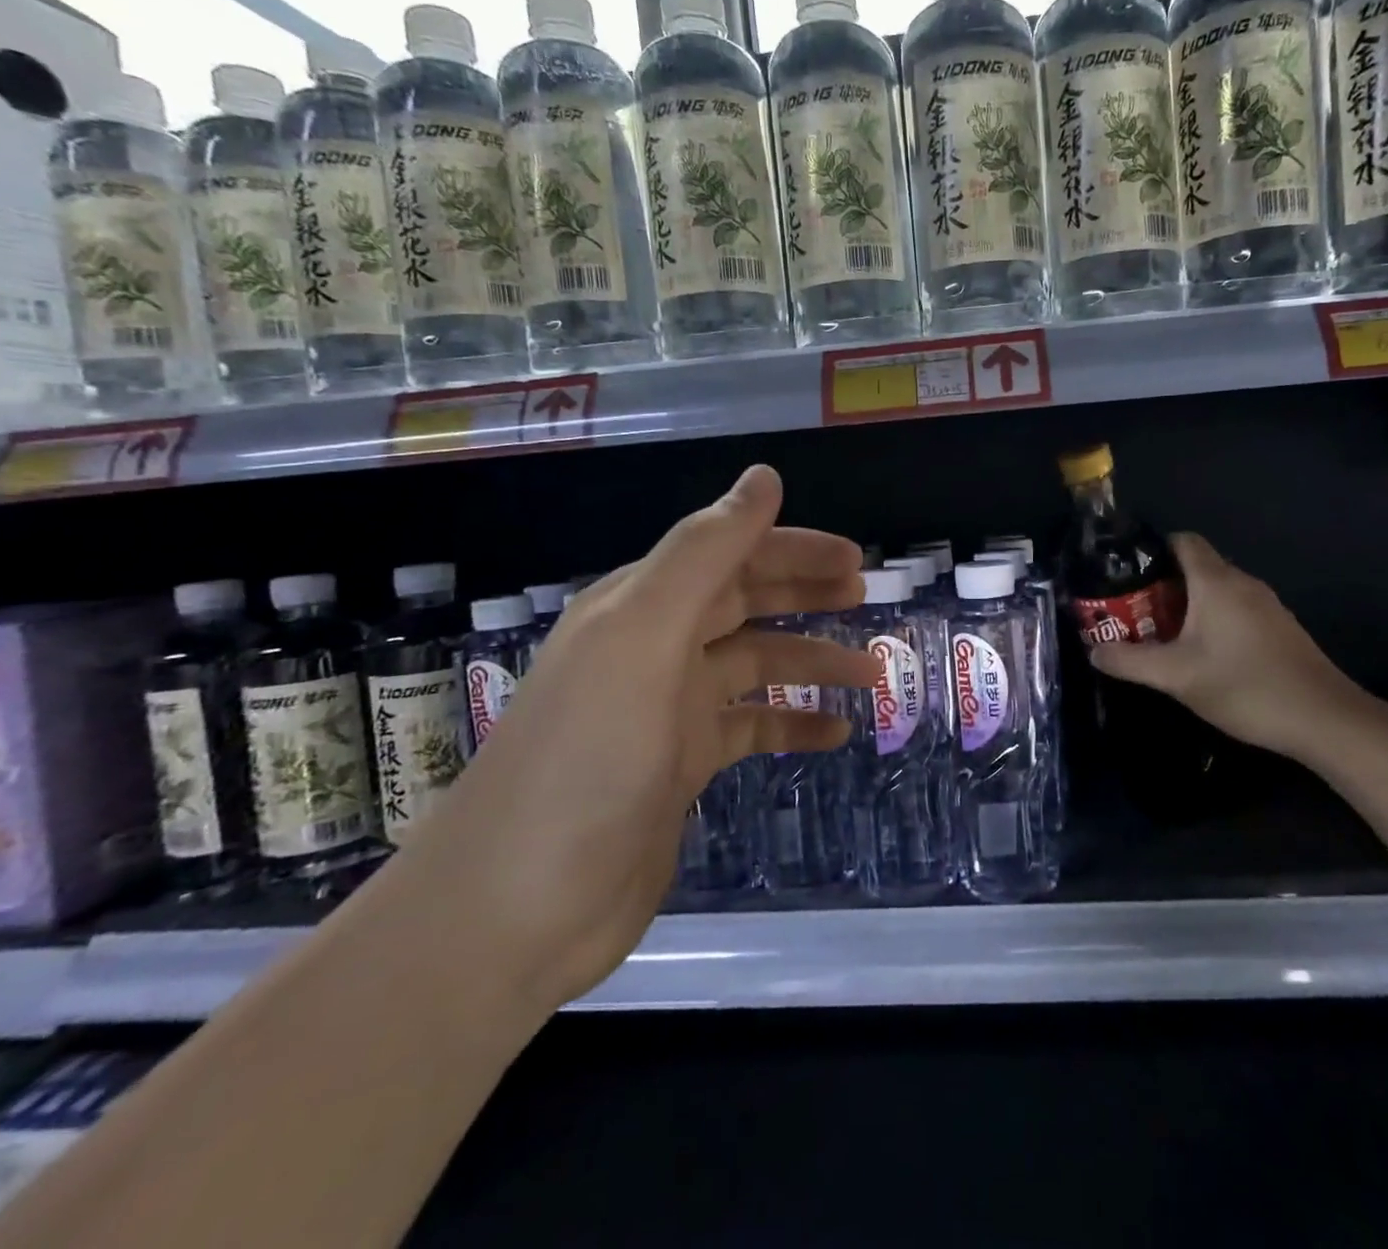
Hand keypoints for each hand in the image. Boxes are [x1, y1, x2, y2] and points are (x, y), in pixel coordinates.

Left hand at [389, 465, 877, 1012]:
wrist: (515, 910)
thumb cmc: (586, 760)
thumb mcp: (644, 639)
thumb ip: (704, 553)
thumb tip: (764, 477)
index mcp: (640, 608)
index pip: (728, 555)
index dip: (791, 549)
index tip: (853, 558)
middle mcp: (653, 649)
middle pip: (743, 603)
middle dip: (805, 594)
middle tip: (866, 597)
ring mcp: (667, 712)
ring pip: (754, 666)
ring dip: (811, 662)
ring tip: (872, 674)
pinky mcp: (679, 768)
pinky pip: (749, 729)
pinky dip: (792, 724)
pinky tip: (835, 735)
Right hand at [1088, 532, 1378, 765]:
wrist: (1324, 719)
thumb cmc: (1245, 687)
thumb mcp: (1176, 676)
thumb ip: (1130, 661)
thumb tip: (1092, 651)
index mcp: (1216, 582)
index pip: (1182, 540)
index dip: (1151, 549)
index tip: (1125, 572)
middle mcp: (1243, 583)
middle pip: (1196, 565)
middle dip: (1161, 582)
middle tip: (1132, 609)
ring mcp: (1266, 605)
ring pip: (1216, 589)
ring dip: (1186, 603)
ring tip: (1158, 632)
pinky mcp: (1279, 628)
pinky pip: (1235, 608)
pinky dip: (1211, 618)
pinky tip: (1201, 652)